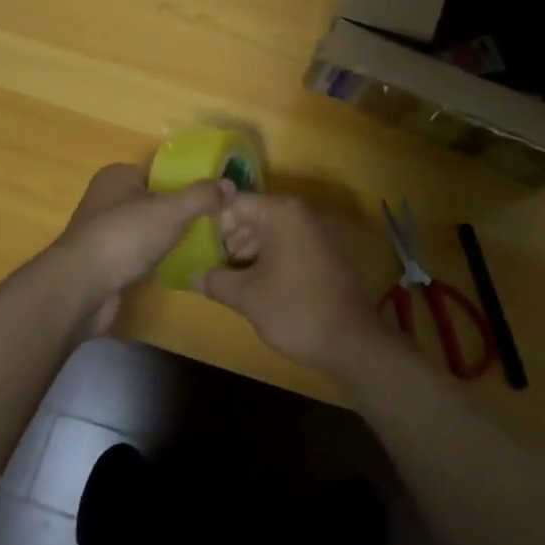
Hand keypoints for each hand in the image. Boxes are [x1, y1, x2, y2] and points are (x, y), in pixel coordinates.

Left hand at [38, 163, 232, 336]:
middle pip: (154, 201)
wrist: (81, 289)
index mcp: (117, 176)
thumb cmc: (124, 237)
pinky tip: (178, 268)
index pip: (159, 172)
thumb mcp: (170, 211)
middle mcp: (107, 199)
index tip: (213, 197)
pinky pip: (139, 255)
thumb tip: (230, 184)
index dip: (185, 183)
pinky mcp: (105, 263)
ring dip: (168, 239)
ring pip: (147, 230)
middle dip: (180, 213)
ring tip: (203, 245)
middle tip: (213, 224)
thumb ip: (201, 196)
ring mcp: (103, 232)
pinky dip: (155, 260)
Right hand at [200, 194, 387, 378]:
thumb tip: (191, 275)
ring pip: (272, 231)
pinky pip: (290, 243)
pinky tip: (258, 283)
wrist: (353, 342)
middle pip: (254, 215)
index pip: (234, 202)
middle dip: (230, 239)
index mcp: (282, 212)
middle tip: (210, 265)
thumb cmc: (295, 310)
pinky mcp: (328, 251)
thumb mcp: (247, 297)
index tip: (194, 244)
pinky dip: (271, 257)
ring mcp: (319, 231)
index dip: (211, 222)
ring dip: (250, 251)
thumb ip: (215, 280)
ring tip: (230, 279)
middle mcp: (302, 213)